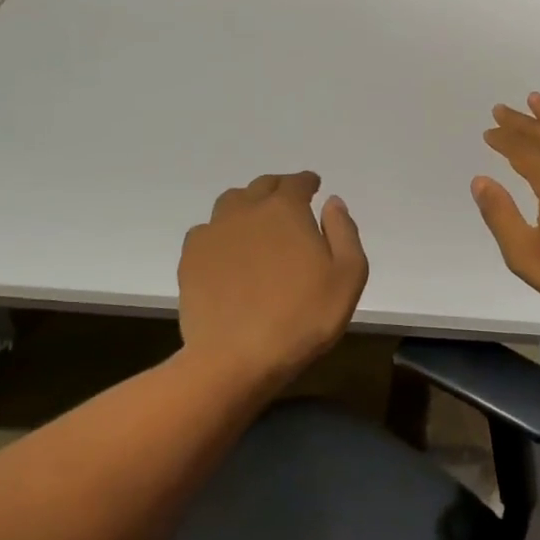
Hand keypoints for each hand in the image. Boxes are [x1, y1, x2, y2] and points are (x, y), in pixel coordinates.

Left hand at [178, 172, 369, 389]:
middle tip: (288, 201)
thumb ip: (344, 232)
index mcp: (285, 210)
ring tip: (257, 222)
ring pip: (230, 203)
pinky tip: (228, 250)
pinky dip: (221, 231)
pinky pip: (206, 231)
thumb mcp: (348, 276)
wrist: (237, 357)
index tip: (313, 187)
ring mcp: (213, 233)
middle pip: (261, 187)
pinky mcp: (190, 259)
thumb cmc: (303, 317)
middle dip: (278, 188)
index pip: (296, 183)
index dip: (307, 182)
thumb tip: (332, 203)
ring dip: (247, 205)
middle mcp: (246, 211)